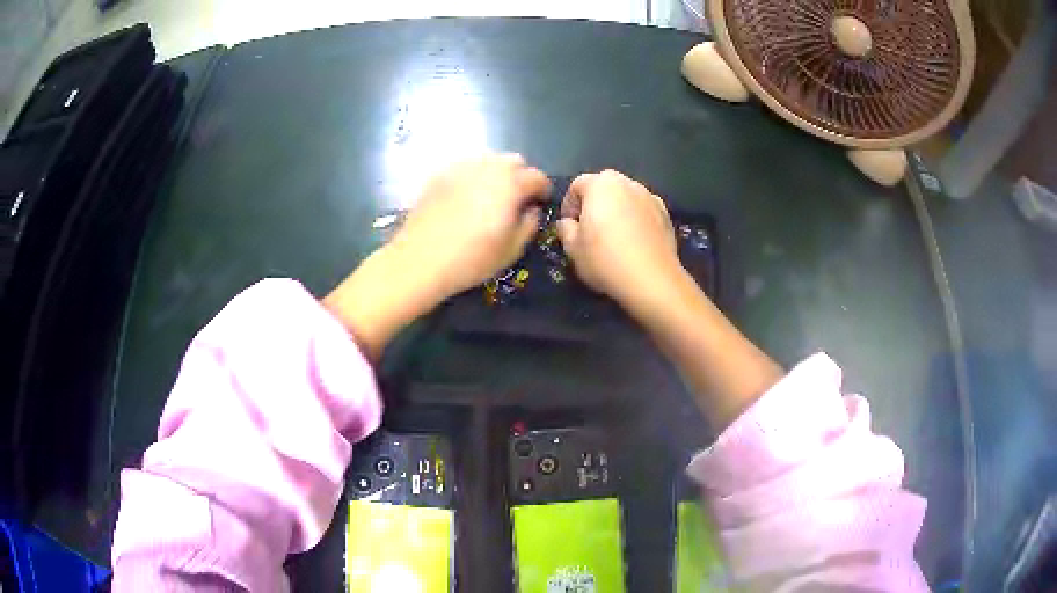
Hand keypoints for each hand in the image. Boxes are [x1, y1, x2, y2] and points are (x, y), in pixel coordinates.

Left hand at [390, 154, 550, 302]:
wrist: (420, 259)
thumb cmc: (471, 259)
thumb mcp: (512, 249)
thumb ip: (529, 224)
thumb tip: (532, 209)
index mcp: (511, 184)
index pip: (537, 177)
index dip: (543, 190)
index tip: (541, 204)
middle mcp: (488, 167)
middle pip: (514, 160)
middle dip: (521, 176)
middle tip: (517, 199)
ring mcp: (461, 168)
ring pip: (489, 159)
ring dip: (497, 173)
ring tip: (492, 196)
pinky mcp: (440, 175)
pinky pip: (465, 167)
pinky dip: (474, 176)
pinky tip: (467, 197)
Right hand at [556, 170, 680, 309]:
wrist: (651, 280)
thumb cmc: (605, 259)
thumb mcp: (572, 248)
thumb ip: (565, 229)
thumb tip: (568, 223)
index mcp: (601, 185)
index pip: (577, 185)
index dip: (569, 205)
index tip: (569, 226)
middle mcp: (627, 183)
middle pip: (604, 187)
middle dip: (594, 203)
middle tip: (590, 229)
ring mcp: (650, 197)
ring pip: (626, 198)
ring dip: (617, 210)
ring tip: (614, 237)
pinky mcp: (666, 215)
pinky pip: (643, 211)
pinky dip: (636, 220)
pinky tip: (634, 243)